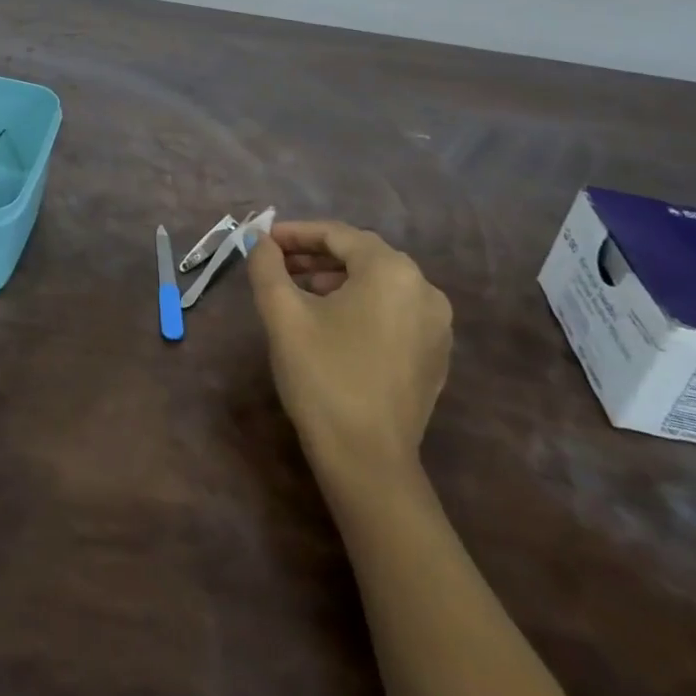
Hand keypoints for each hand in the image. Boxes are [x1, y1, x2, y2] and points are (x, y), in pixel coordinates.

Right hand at [247, 220, 452, 485]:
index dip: (295, 233)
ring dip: (336, 280)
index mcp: (391, 271)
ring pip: (378, 284)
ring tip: (298, 292)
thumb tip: (258, 240)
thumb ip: (267, 266)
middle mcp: (424, 289)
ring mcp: (437, 325)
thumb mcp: (283, 314)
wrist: (368, 462)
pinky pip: (394, 312)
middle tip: (276, 264)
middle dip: (315, 255)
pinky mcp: (435, 355)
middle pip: (361, 256)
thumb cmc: (323, 377)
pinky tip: (331, 324)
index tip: (262, 240)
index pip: (337, 235)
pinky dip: (361, 306)